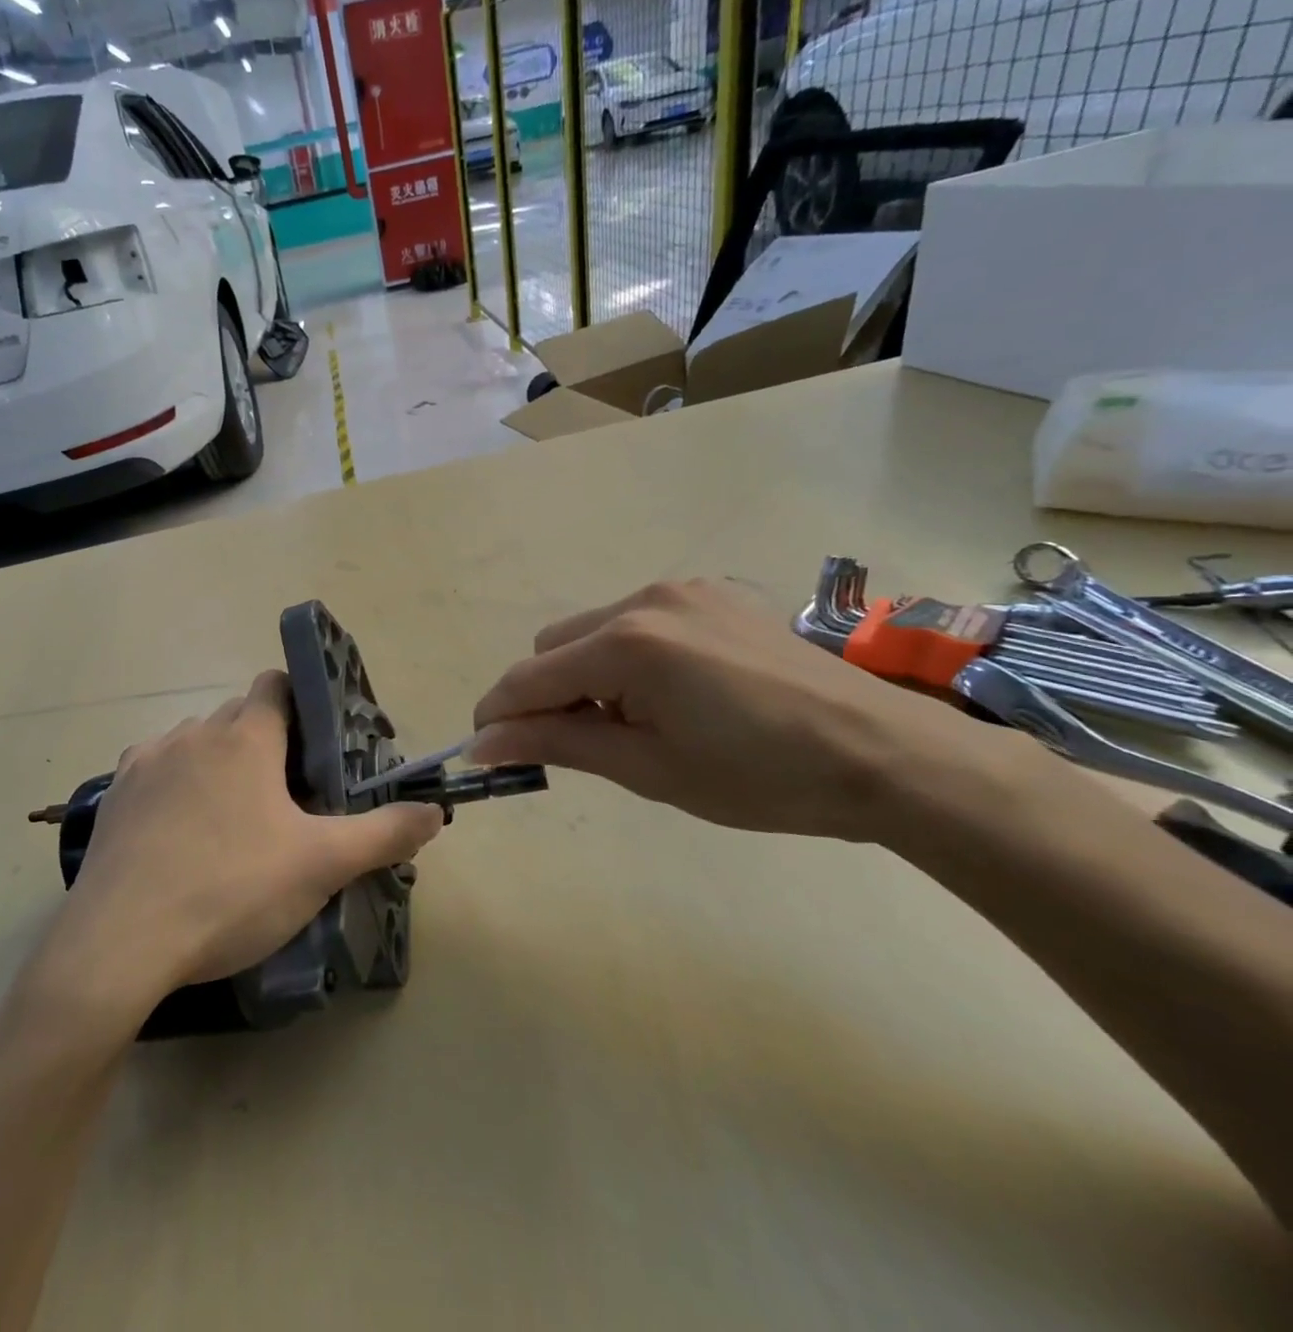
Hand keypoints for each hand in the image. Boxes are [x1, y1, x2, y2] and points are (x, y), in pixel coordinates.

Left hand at [60, 671, 444, 1005]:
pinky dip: (175, 783)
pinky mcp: (114, 793)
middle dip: (266, 742)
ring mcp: (147, 760)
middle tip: (288, 795)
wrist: (122, 941)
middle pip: (239, 715)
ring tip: (233, 816)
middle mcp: (194, 732)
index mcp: (246, 736)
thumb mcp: (322, 865)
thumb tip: (435, 812)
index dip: (302, 705)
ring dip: (219, 761)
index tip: (319, 748)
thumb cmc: (232, 889)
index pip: (277, 684)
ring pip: (196, 740)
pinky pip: (155, 768)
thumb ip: (384, 833)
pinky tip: (181, 830)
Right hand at [468, 577, 1002, 841]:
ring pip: (593, 629)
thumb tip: (483, 744)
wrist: (884, 753)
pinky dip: (629, 656)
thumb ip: (556, 743)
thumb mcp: (647, 768)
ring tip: (641, 719)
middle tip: (586, 744)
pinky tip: (677, 691)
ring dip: (589, 673)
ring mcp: (681, 590)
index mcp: (626, 645)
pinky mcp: (712, 593)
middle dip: (549, 693)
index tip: (490, 754)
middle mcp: (643, 600)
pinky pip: (638, 620)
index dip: (498, 718)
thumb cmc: (759, 777)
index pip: (528, 678)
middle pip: (553, 645)